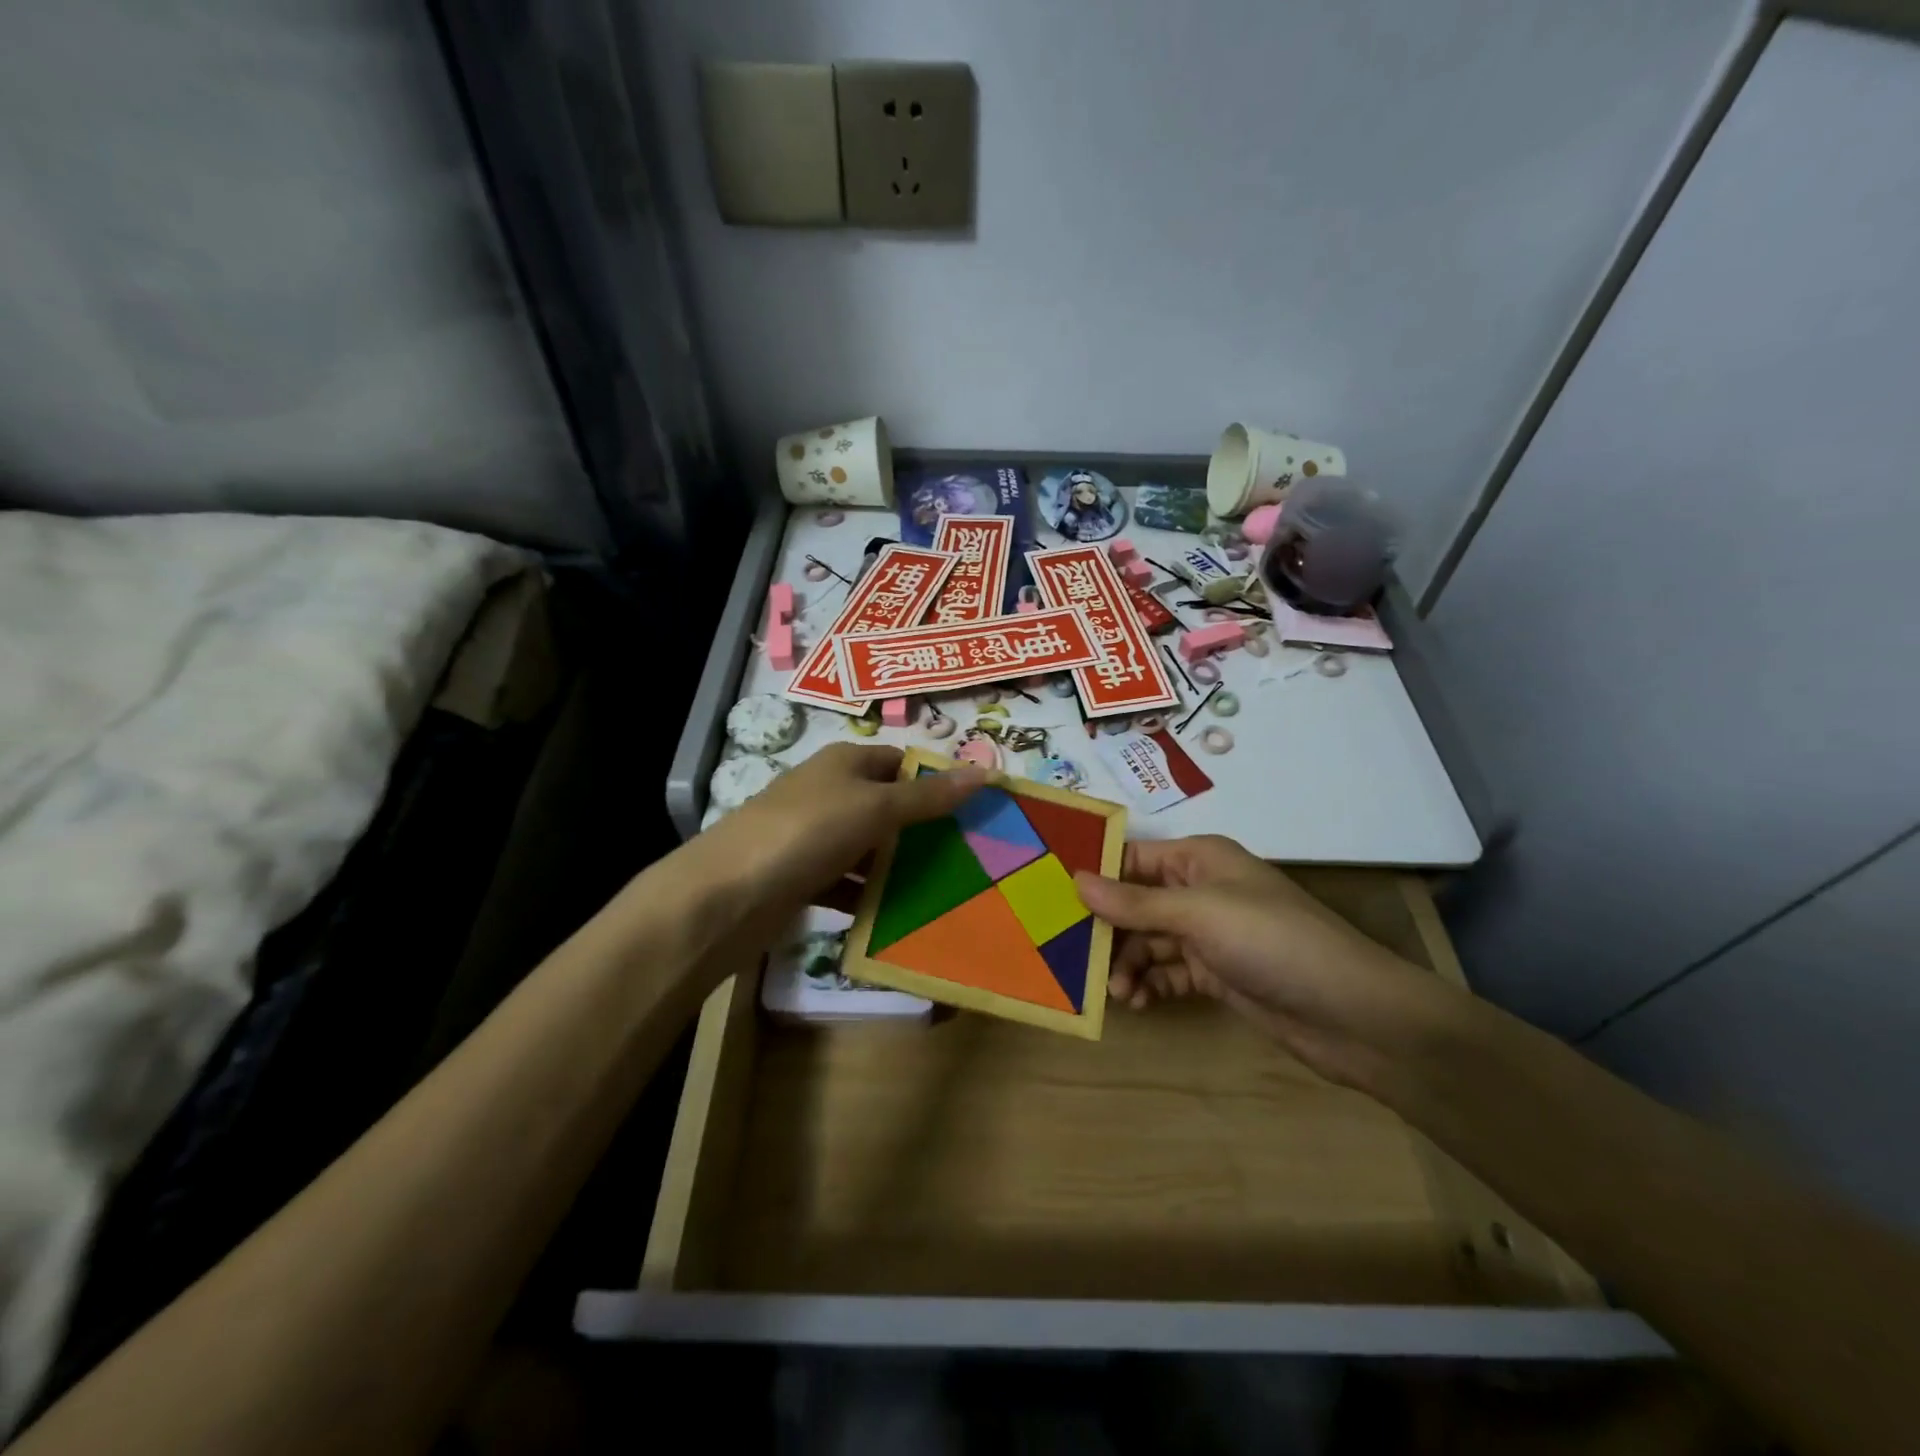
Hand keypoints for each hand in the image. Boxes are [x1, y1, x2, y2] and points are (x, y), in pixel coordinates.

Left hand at [690, 744, 986, 926]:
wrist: (726, 895)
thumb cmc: (807, 832)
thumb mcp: (875, 807)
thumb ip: (928, 795)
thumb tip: (985, 771)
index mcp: (843, 763)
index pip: (899, 762)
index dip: (934, 780)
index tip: (973, 810)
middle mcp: (827, 792)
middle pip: (885, 805)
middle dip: (922, 828)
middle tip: (969, 854)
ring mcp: (811, 836)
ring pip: (867, 847)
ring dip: (897, 866)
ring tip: (944, 888)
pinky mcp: (800, 877)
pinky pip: (846, 882)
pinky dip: (867, 896)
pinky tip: (896, 915)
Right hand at [1074, 836, 1459, 1090]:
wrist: (1352, 1014)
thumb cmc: (1272, 942)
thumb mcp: (1199, 914)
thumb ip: (1135, 902)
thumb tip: (1074, 879)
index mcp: (1200, 859)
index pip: (1132, 857)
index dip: (1094, 874)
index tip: (1050, 897)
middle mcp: (1201, 890)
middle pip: (1135, 902)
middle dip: (1107, 929)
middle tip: (1074, 957)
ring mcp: (1210, 935)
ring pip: (1148, 941)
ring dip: (1127, 963)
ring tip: (1116, 992)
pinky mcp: (1217, 974)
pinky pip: (1168, 972)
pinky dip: (1150, 984)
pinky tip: (1137, 1002)